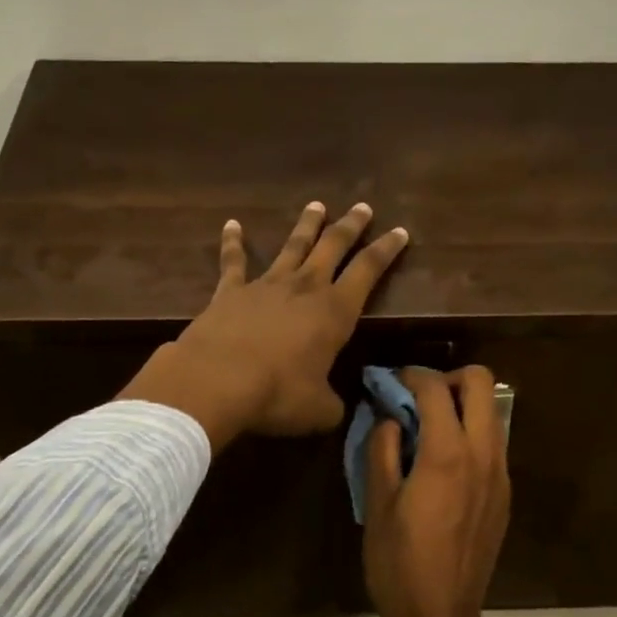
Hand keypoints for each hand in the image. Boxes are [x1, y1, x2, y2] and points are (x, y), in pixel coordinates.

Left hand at [120, 202, 408, 446]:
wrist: (216, 382)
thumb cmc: (278, 395)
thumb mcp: (319, 410)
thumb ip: (333, 404)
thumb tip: (336, 407)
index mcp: (334, 312)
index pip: (368, 271)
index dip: (387, 250)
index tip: (399, 231)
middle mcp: (304, 288)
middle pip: (332, 246)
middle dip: (350, 226)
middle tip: (362, 207)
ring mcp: (265, 285)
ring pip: (291, 246)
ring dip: (306, 225)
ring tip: (316, 206)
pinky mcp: (229, 291)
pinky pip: (233, 261)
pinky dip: (233, 242)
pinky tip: (232, 225)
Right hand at [362, 366, 510, 616]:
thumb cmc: (398, 564)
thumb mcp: (376, 505)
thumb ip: (381, 449)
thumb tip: (387, 418)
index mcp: (446, 455)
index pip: (436, 389)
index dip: (410, 375)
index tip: (390, 380)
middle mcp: (483, 455)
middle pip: (481, 383)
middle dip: (447, 379)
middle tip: (416, 399)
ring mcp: (500, 475)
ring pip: (492, 413)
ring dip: (462, 406)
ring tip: (426, 428)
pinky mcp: (504, 495)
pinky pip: (492, 444)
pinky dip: (470, 435)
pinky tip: (442, 463)